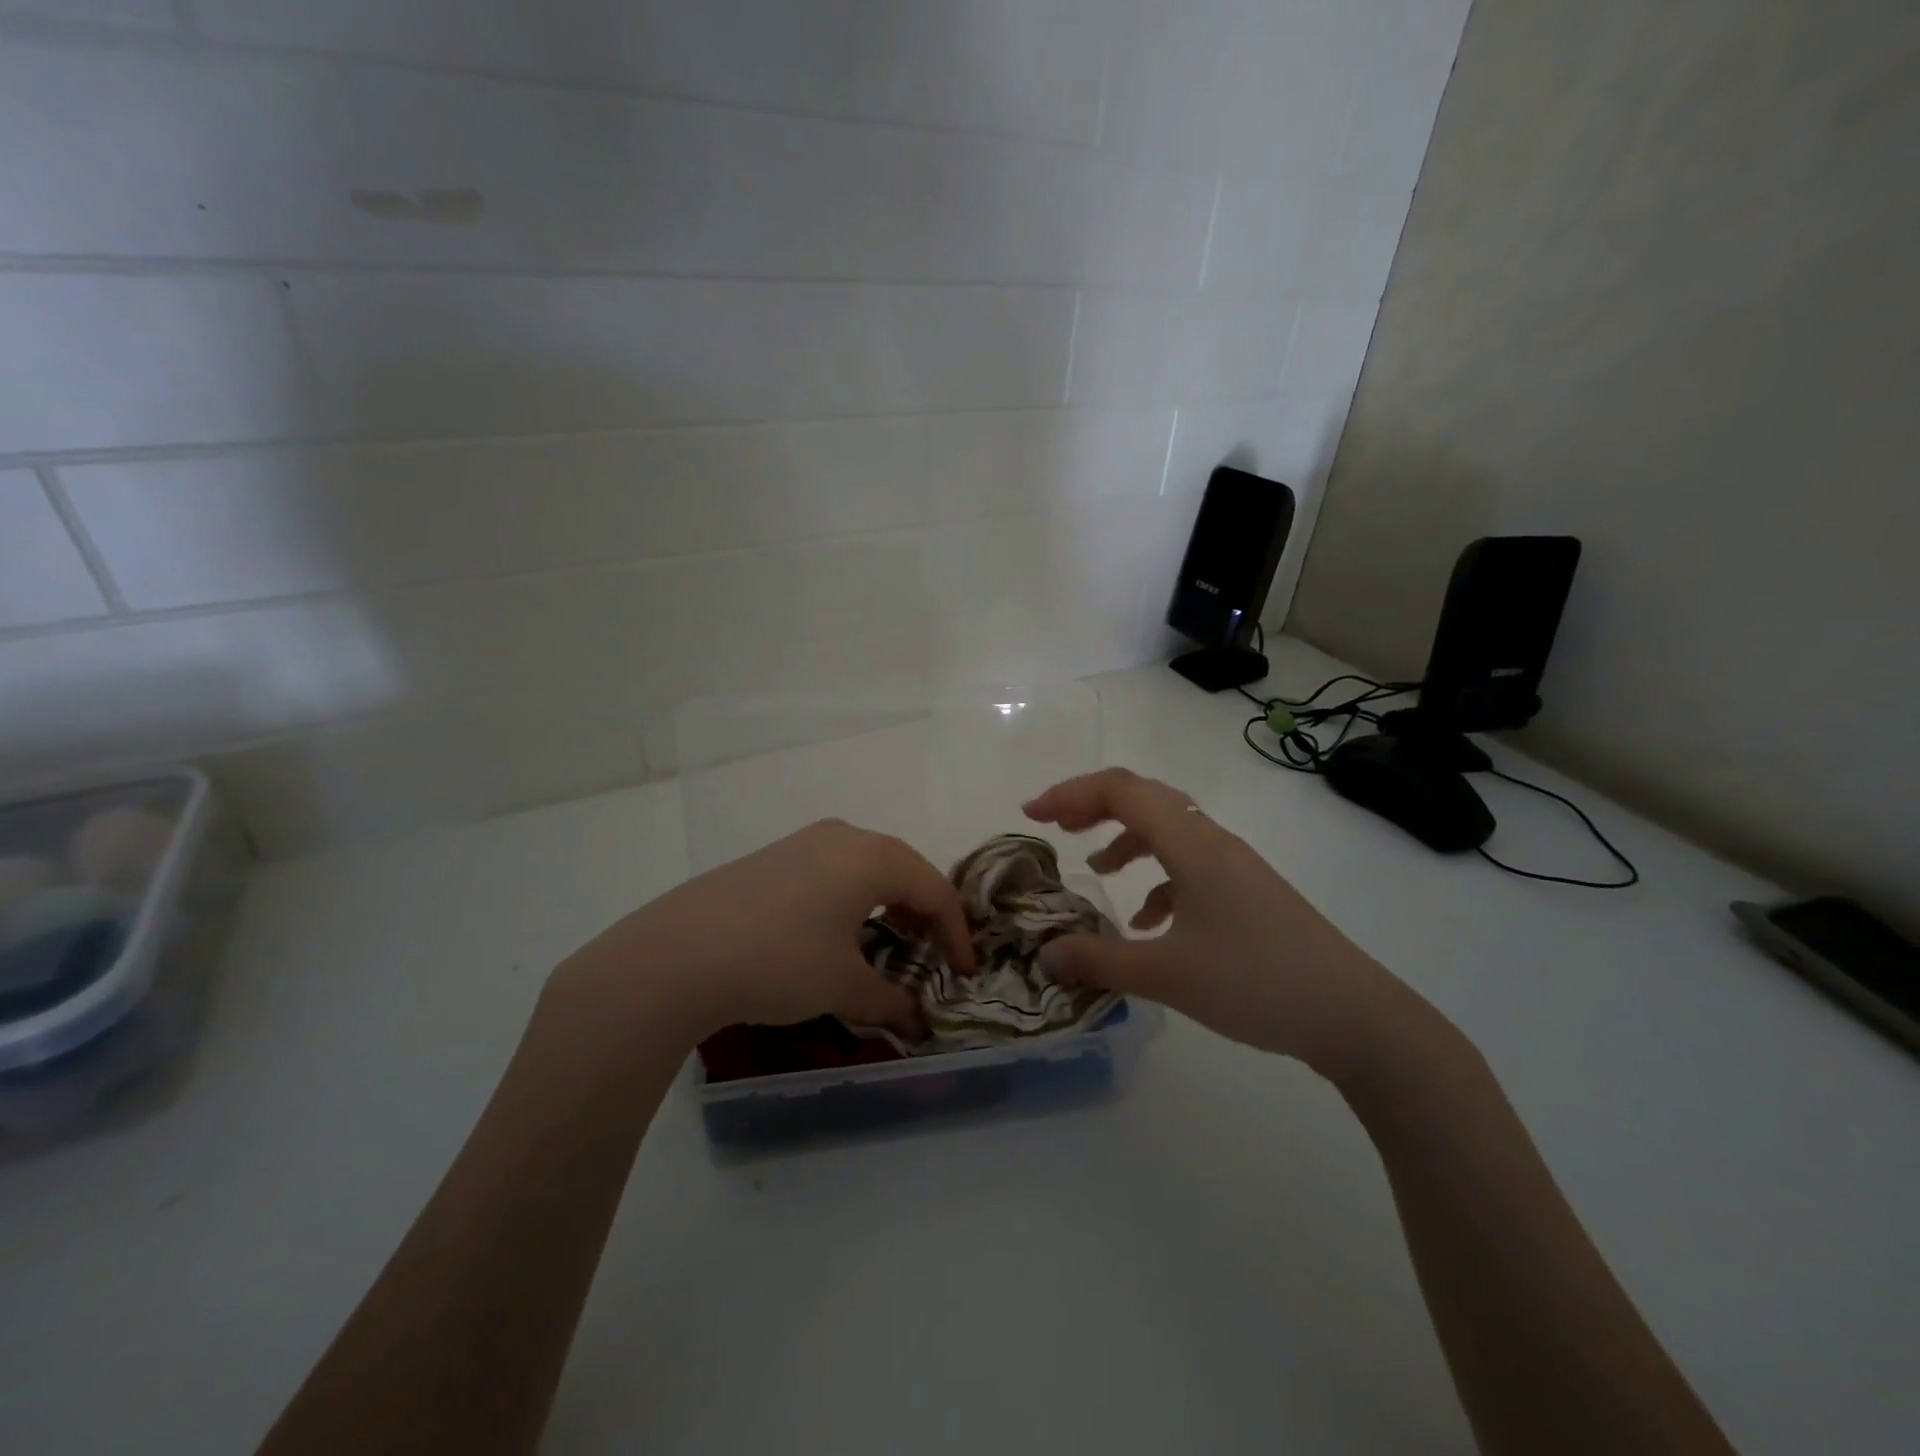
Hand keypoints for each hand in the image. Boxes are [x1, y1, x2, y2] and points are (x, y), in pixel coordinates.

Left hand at [550, 820, 975, 1043]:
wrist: (677, 953)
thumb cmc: (779, 962)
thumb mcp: (842, 986)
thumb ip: (889, 1002)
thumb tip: (915, 1022)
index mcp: (873, 857)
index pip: (935, 890)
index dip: (956, 934)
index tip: (965, 973)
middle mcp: (844, 836)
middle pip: (904, 870)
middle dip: (925, 914)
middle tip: (931, 956)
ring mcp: (804, 841)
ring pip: (867, 866)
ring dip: (889, 904)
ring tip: (889, 943)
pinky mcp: (774, 856)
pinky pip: (833, 869)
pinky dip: (853, 898)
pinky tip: (837, 931)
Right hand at [1024, 768, 1423, 1077]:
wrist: (1354, 1015)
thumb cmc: (1257, 982)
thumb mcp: (1168, 976)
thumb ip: (1101, 961)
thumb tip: (1046, 954)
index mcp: (1192, 844)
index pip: (1121, 791)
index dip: (1070, 794)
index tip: (1032, 815)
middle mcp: (1213, 841)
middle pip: (1144, 798)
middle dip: (1092, 807)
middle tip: (1055, 829)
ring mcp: (1234, 865)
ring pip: (1169, 829)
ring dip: (1126, 839)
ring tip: (1096, 869)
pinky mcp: (1247, 891)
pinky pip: (1190, 864)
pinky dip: (1158, 878)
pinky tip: (1149, 921)